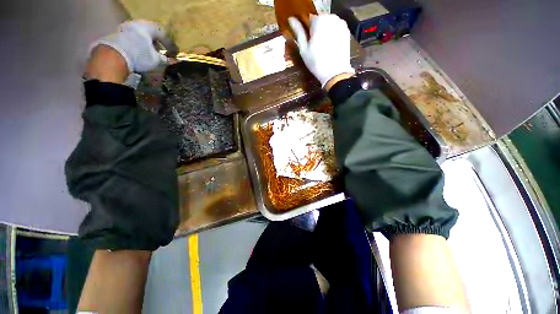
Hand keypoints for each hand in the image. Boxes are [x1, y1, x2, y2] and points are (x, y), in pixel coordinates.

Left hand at [90, 20, 168, 73]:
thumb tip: (172, 60)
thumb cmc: (139, 55)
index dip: (170, 45)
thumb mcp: (156, 60)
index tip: (174, 54)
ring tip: (150, 55)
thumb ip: (165, 59)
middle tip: (162, 53)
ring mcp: (125, 28)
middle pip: (150, 33)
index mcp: (148, 26)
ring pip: (140, 36)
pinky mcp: (117, 35)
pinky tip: (139, 54)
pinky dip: (138, 46)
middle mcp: (137, 23)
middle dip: (157, 43)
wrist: (113, 57)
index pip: (164, 34)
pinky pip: (132, 39)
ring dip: (147, 45)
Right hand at [289, 14, 354, 88]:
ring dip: (325, 32)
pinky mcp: (346, 31)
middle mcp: (331, 17)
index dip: (307, 31)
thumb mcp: (304, 49)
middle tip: (315, 46)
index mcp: (319, 20)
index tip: (308, 42)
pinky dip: (332, 35)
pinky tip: (330, 46)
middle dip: (317, 30)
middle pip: (320, 20)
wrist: (335, 72)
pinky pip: (336, 29)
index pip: (309, 19)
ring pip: (328, 24)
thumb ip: (298, 32)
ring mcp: (340, 23)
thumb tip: (291, 19)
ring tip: (323, 47)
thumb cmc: (316, 62)